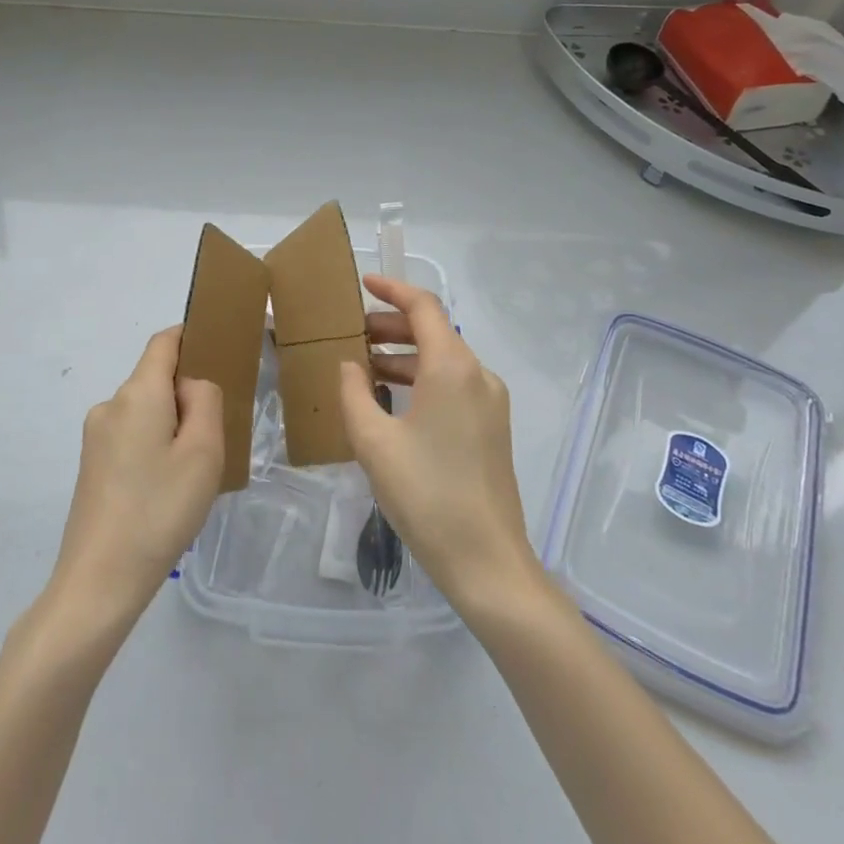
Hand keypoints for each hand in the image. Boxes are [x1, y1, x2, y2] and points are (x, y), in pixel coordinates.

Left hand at [48, 327, 224, 627]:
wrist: (99, 582)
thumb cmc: (159, 510)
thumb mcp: (203, 452)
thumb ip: (206, 400)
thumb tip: (191, 385)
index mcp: (137, 393)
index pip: (164, 341)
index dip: (193, 336)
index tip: (222, 349)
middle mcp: (110, 405)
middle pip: (156, 378)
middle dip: (187, 394)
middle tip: (216, 436)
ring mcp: (95, 436)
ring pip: (146, 411)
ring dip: (172, 425)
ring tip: (192, 472)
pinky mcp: (91, 465)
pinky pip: (132, 436)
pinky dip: (154, 446)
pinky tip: (166, 489)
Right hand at [338, 276, 541, 619]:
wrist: (486, 560)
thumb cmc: (425, 494)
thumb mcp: (374, 442)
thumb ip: (354, 393)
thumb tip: (351, 366)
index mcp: (452, 367)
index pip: (423, 307)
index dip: (392, 289)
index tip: (363, 284)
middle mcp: (478, 374)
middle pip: (434, 331)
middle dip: (392, 326)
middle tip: (352, 334)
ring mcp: (490, 401)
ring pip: (443, 359)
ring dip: (404, 355)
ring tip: (364, 367)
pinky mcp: (492, 427)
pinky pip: (453, 385)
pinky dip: (421, 379)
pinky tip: (392, 400)